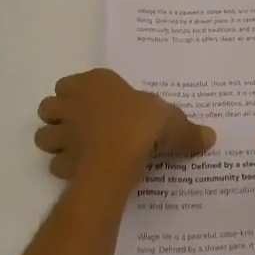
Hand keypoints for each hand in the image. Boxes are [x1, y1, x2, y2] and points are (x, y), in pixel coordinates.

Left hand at [34, 69, 214, 185]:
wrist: (119, 156)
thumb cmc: (143, 124)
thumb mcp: (173, 123)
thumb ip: (187, 131)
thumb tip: (210, 137)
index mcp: (95, 83)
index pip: (72, 83)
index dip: (80, 94)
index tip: (96, 105)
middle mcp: (73, 103)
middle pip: (50, 106)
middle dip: (59, 116)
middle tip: (80, 127)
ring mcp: (64, 133)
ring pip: (44, 134)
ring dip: (54, 141)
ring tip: (75, 149)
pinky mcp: (62, 161)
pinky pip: (55, 164)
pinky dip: (64, 168)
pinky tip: (80, 171)